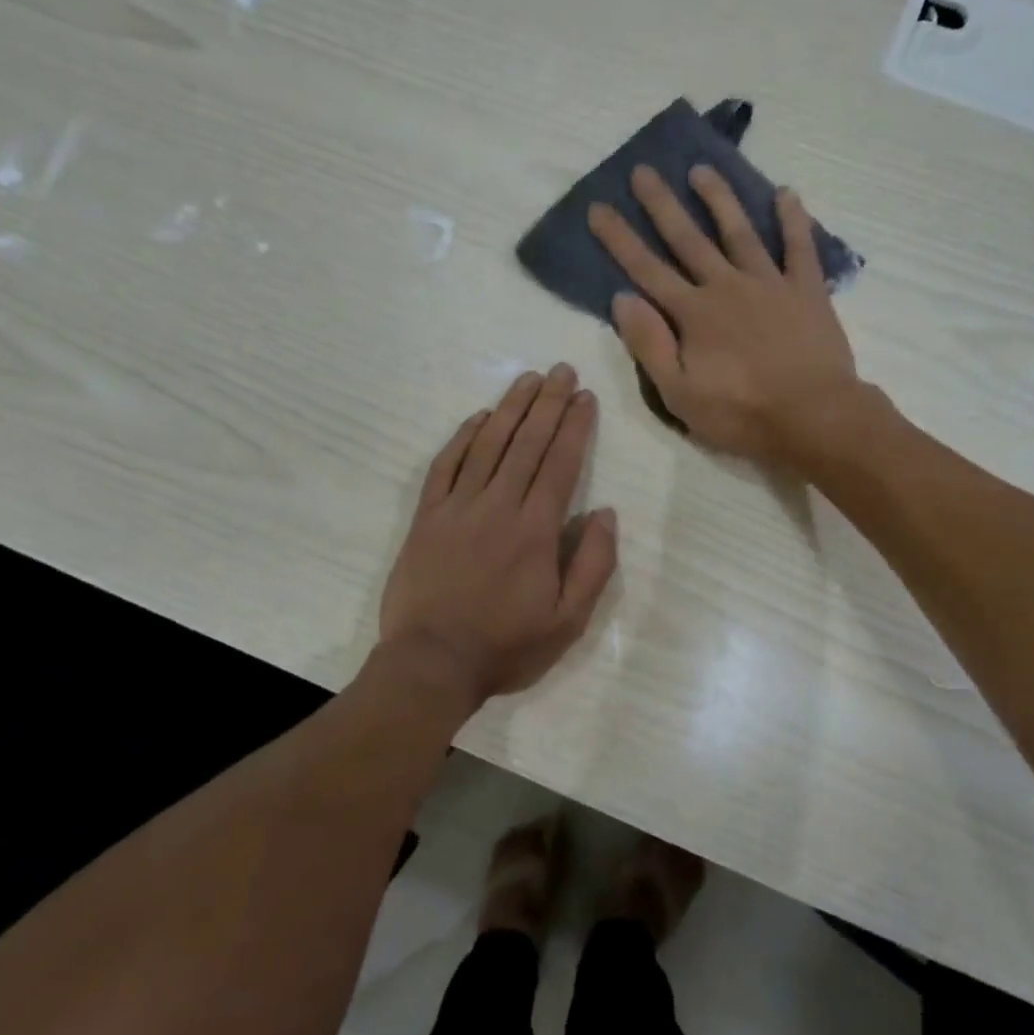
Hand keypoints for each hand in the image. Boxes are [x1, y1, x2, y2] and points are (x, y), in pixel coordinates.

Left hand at [378, 364, 618, 708]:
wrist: (431, 664)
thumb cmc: (506, 646)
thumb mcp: (569, 621)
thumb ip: (594, 565)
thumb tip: (606, 513)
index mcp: (536, 529)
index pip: (560, 463)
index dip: (574, 426)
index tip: (584, 396)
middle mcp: (498, 505)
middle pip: (527, 442)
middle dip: (547, 402)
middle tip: (561, 370)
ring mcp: (457, 507)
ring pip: (488, 444)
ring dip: (510, 408)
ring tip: (528, 378)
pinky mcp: (427, 516)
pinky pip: (446, 465)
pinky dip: (463, 437)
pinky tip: (479, 417)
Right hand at [588, 165, 861, 466]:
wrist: (814, 417)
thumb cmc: (742, 414)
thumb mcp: (679, 394)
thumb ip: (649, 345)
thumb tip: (622, 299)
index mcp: (693, 314)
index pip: (647, 270)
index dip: (620, 239)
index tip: (598, 208)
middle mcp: (726, 286)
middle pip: (688, 238)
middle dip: (662, 204)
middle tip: (643, 170)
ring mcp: (769, 284)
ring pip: (738, 232)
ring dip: (719, 199)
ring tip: (702, 168)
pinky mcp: (807, 290)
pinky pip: (799, 247)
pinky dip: (793, 219)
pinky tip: (786, 193)